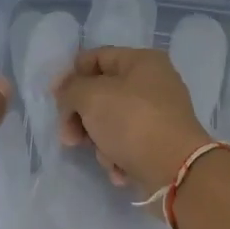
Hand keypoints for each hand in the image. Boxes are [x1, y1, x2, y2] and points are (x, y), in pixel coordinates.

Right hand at [54, 47, 210, 196]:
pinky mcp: (159, 144)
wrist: (175, 170)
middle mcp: (153, 84)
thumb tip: (66, 93)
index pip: (96, 57)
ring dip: (99, 142)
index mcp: (142, 61)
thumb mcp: (91, 96)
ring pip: (111, 123)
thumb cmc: (132, 122)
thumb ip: (71, 89)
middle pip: (101, 94)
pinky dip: (118, 157)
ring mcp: (158, 116)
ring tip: (105, 156)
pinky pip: (127, 145)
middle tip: (68, 137)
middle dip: (81, 117)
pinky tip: (119, 170)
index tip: (54, 100)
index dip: (70, 76)